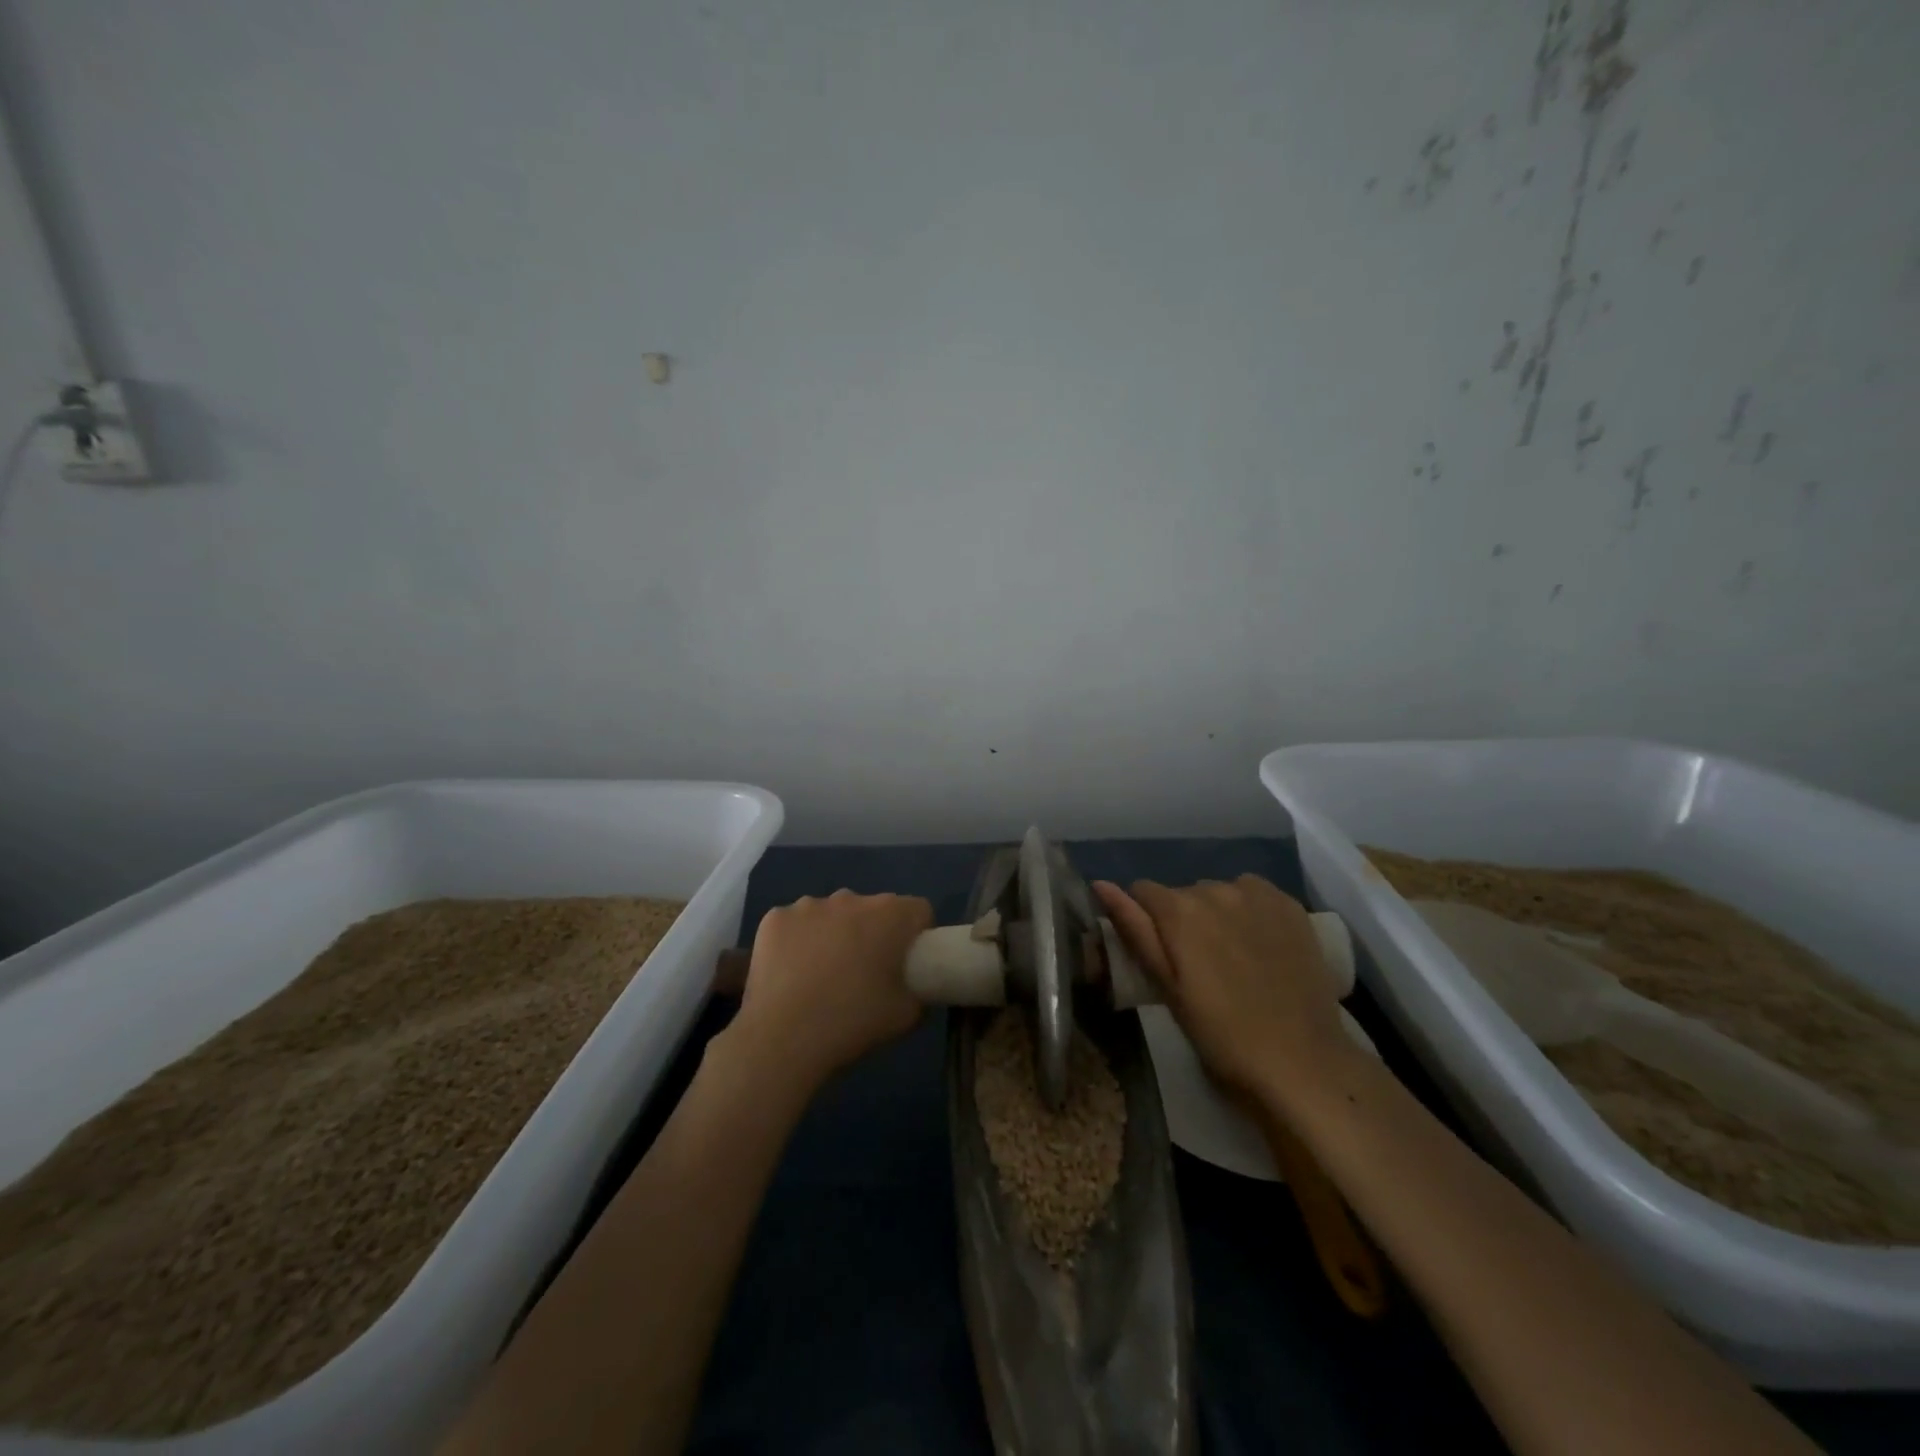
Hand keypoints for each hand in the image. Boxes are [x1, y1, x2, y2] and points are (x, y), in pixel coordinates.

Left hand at [729, 890, 933, 1090]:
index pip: (918, 910)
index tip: (908, 963)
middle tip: (864, 973)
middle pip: (872, 909)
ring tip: (822, 976)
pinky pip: (796, 924)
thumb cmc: (852, 1022)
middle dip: (873, 932)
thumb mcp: (907, 1016)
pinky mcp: (775, 918)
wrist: (782, 1039)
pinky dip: (798, 941)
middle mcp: (851, 898)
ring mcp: (809, 905)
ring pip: (832, 913)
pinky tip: (792, 973)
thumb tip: (916, 985)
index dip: (917, 934)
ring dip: (834, 934)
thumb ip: (921, 991)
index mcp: (890, 915)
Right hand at [1094, 876, 1349, 1102]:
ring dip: (1217, 914)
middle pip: (1183, 893)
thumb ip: (1134, 930)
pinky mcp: (1289, 905)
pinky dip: (1249, 910)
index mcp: (1178, 911)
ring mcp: (1256, 894)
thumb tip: (1101, 885)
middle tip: (1198, 965)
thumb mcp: (1167, 988)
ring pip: (1219, 892)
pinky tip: (1260, 943)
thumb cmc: (1221, 1034)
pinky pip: (1253, 892)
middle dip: (1183, 919)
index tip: (1161, 953)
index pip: (1142, 891)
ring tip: (1233, 957)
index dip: (1145, 920)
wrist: (1301, 1060)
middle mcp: (1214, 889)